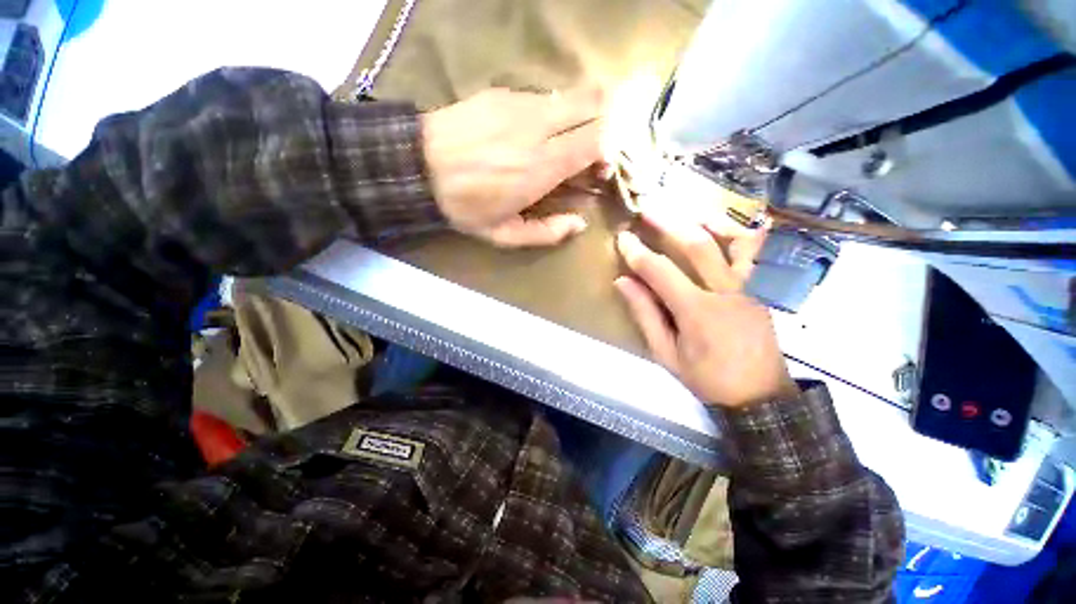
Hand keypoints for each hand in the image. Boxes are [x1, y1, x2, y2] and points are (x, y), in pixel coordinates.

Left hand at [422, 88, 604, 246]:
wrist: (418, 167)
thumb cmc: (465, 207)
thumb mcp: (505, 235)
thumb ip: (547, 232)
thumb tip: (579, 224)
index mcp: (543, 167)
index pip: (597, 140)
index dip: (607, 150)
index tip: (599, 167)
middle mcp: (539, 128)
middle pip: (593, 105)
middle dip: (604, 123)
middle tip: (591, 147)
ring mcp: (521, 104)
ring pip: (571, 95)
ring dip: (580, 114)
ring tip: (565, 138)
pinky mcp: (503, 93)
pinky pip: (543, 96)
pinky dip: (552, 111)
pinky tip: (535, 129)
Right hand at [614, 211, 798, 407]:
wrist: (760, 396)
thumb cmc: (707, 378)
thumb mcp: (666, 353)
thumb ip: (645, 315)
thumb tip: (623, 282)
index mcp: (697, 312)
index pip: (660, 272)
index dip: (637, 253)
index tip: (622, 239)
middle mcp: (726, 291)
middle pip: (697, 246)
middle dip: (668, 224)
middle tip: (647, 210)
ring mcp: (750, 287)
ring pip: (733, 241)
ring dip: (707, 220)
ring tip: (685, 210)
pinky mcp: (763, 289)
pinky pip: (757, 254)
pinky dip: (743, 233)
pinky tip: (727, 225)